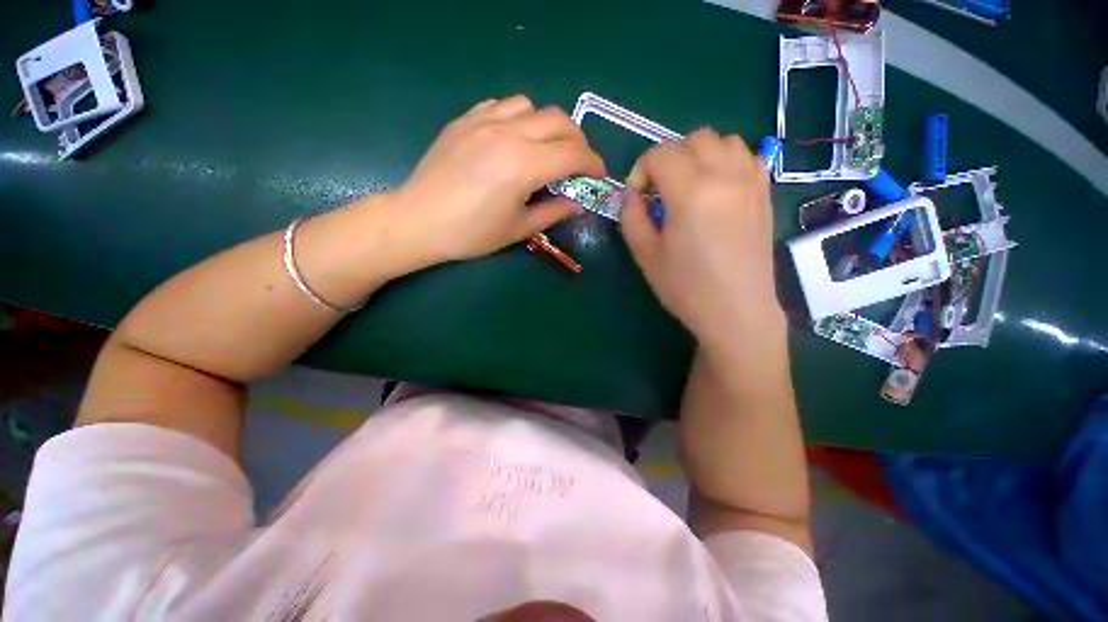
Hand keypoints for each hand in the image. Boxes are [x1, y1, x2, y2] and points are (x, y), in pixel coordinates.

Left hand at [392, 95, 604, 260]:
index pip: (573, 154)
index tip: (598, 176)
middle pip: (560, 121)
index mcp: (524, 165)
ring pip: (532, 107)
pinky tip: (513, 139)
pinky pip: (503, 105)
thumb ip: (554, 212)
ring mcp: (484, 121)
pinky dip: (519, 118)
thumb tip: (578, 204)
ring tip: (544, 150)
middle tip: (576, 165)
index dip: (592, 164)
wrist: (419, 220)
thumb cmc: (472, 233)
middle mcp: (509, 133)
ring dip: (548, 126)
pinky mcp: (466, 119)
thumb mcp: (519, 229)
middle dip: (578, 142)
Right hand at [620, 129, 782, 346]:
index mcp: (691, 191)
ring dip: (699, 156)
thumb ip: (631, 218)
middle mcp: (725, 175)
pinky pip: (745, 156)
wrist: (736, 310)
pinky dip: (726, 161)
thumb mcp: (645, 255)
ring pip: (723, 140)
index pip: (660, 154)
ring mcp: (751, 180)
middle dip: (669, 159)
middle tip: (661, 191)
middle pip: (693, 139)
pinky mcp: (764, 193)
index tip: (638, 197)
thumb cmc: (686, 287)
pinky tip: (716, 190)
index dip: (641, 170)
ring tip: (689, 187)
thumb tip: (632, 195)